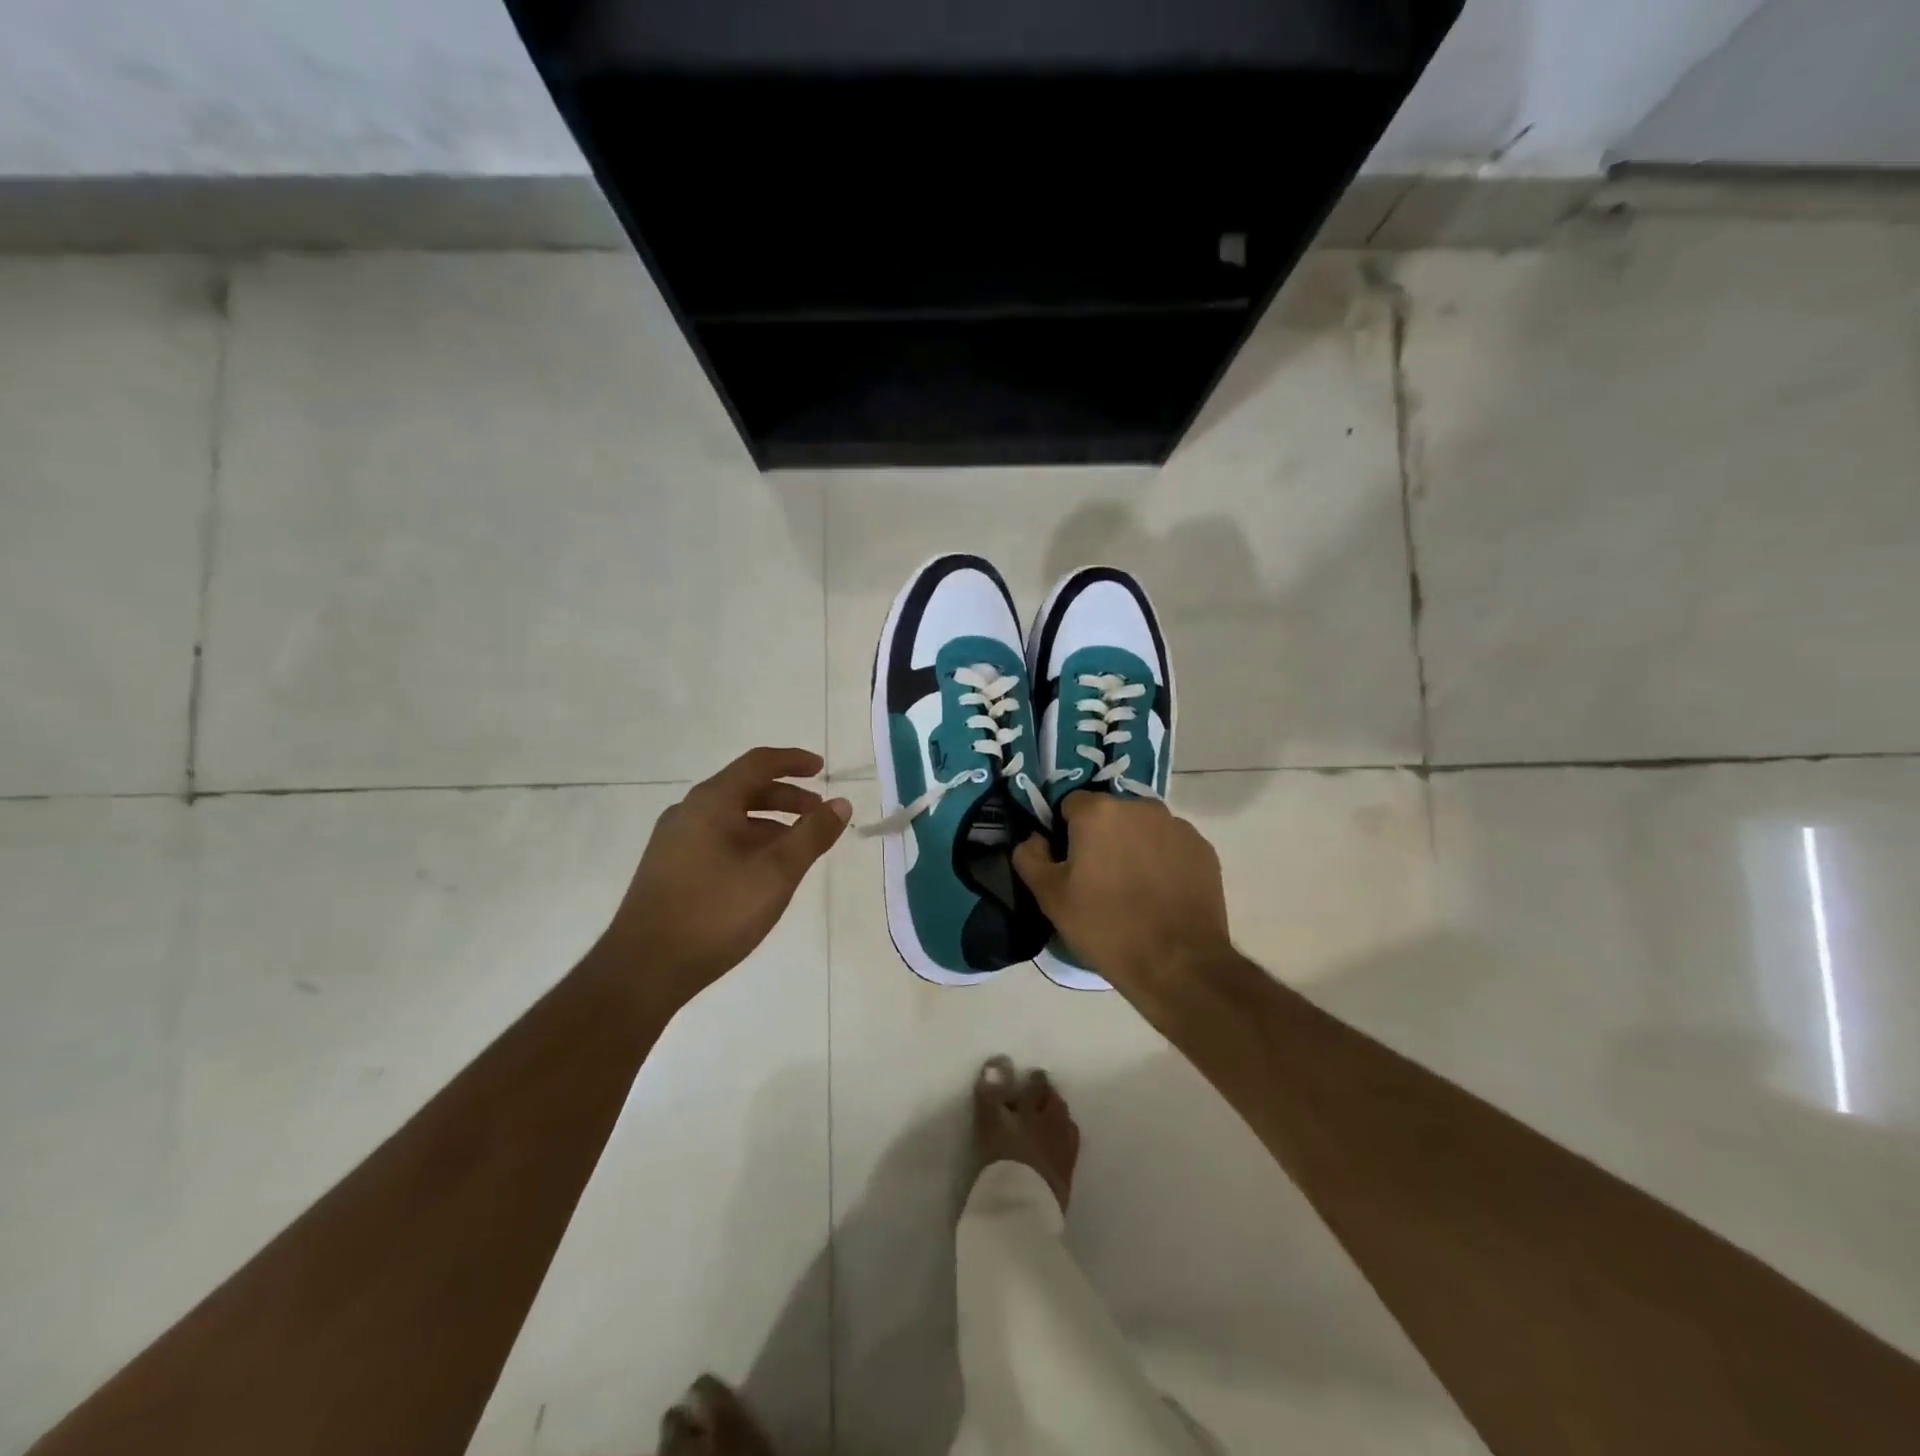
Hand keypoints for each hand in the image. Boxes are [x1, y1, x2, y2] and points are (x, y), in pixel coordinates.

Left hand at [602, 747, 850, 1008]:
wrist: (643, 969)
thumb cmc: (716, 912)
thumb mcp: (776, 873)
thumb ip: (812, 835)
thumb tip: (841, 803)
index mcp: (711, 802)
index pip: (758, 763)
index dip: (793, 761)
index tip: (821, 767)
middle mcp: (688, 812)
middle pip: (744, 788)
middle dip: (786, 797)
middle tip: (817, 813)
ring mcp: (673, 841)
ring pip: (730, 817)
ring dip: (768, 822)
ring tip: (796, 847)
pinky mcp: (668, 868)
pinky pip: (716, 838)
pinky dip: (747, 841)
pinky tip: (761, 872)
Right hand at [1012, 793, 1232, 990]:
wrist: (1177, 963)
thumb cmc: (1105, 926)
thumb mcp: (1050, 897)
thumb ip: (1030, 857)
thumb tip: (1034, 839)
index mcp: (1099, 811)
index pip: (1071, 804)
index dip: (1065, 831)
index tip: (1068, 862)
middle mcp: (1140, 806)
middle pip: (1110, 813)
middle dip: (1101, 836)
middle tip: (1097, 878)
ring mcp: (1177, 826)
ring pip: (1142, 828)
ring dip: (1133, 845)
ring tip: (1132, 888)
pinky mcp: (1203, 849)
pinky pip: (1171, 845)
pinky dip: (1162, 860)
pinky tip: (1160, 894)